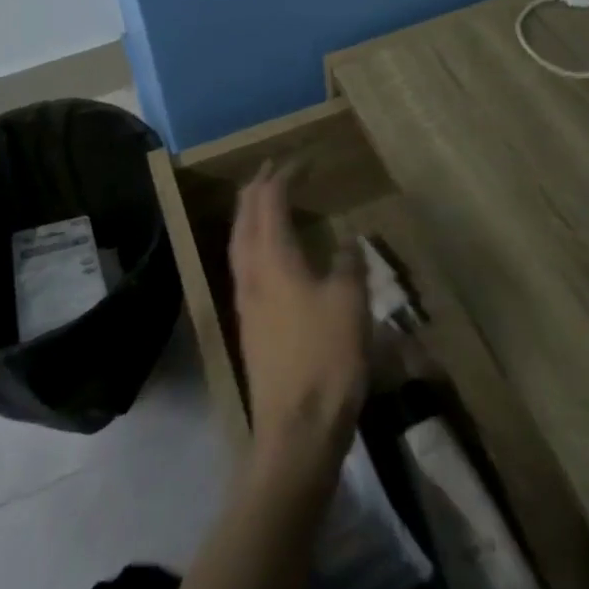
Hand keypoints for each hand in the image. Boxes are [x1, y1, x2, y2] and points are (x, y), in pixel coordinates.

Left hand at [228, 165, 369, 475]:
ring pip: (238, 239)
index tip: (300, 159)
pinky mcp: (248, 322)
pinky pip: (242, 261)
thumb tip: (347, 240)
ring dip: (249, 211)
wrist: (296, 430)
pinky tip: (263, 250)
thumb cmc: (326, 358)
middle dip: (258, 187)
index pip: (271, 201)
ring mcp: (244, 298)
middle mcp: (251, 270)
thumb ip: (348, 264)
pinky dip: (250, 239)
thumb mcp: (350, 303)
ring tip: (261, 198)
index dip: (284, 176)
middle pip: (246, 215)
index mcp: (274, 257)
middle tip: (273, 168)